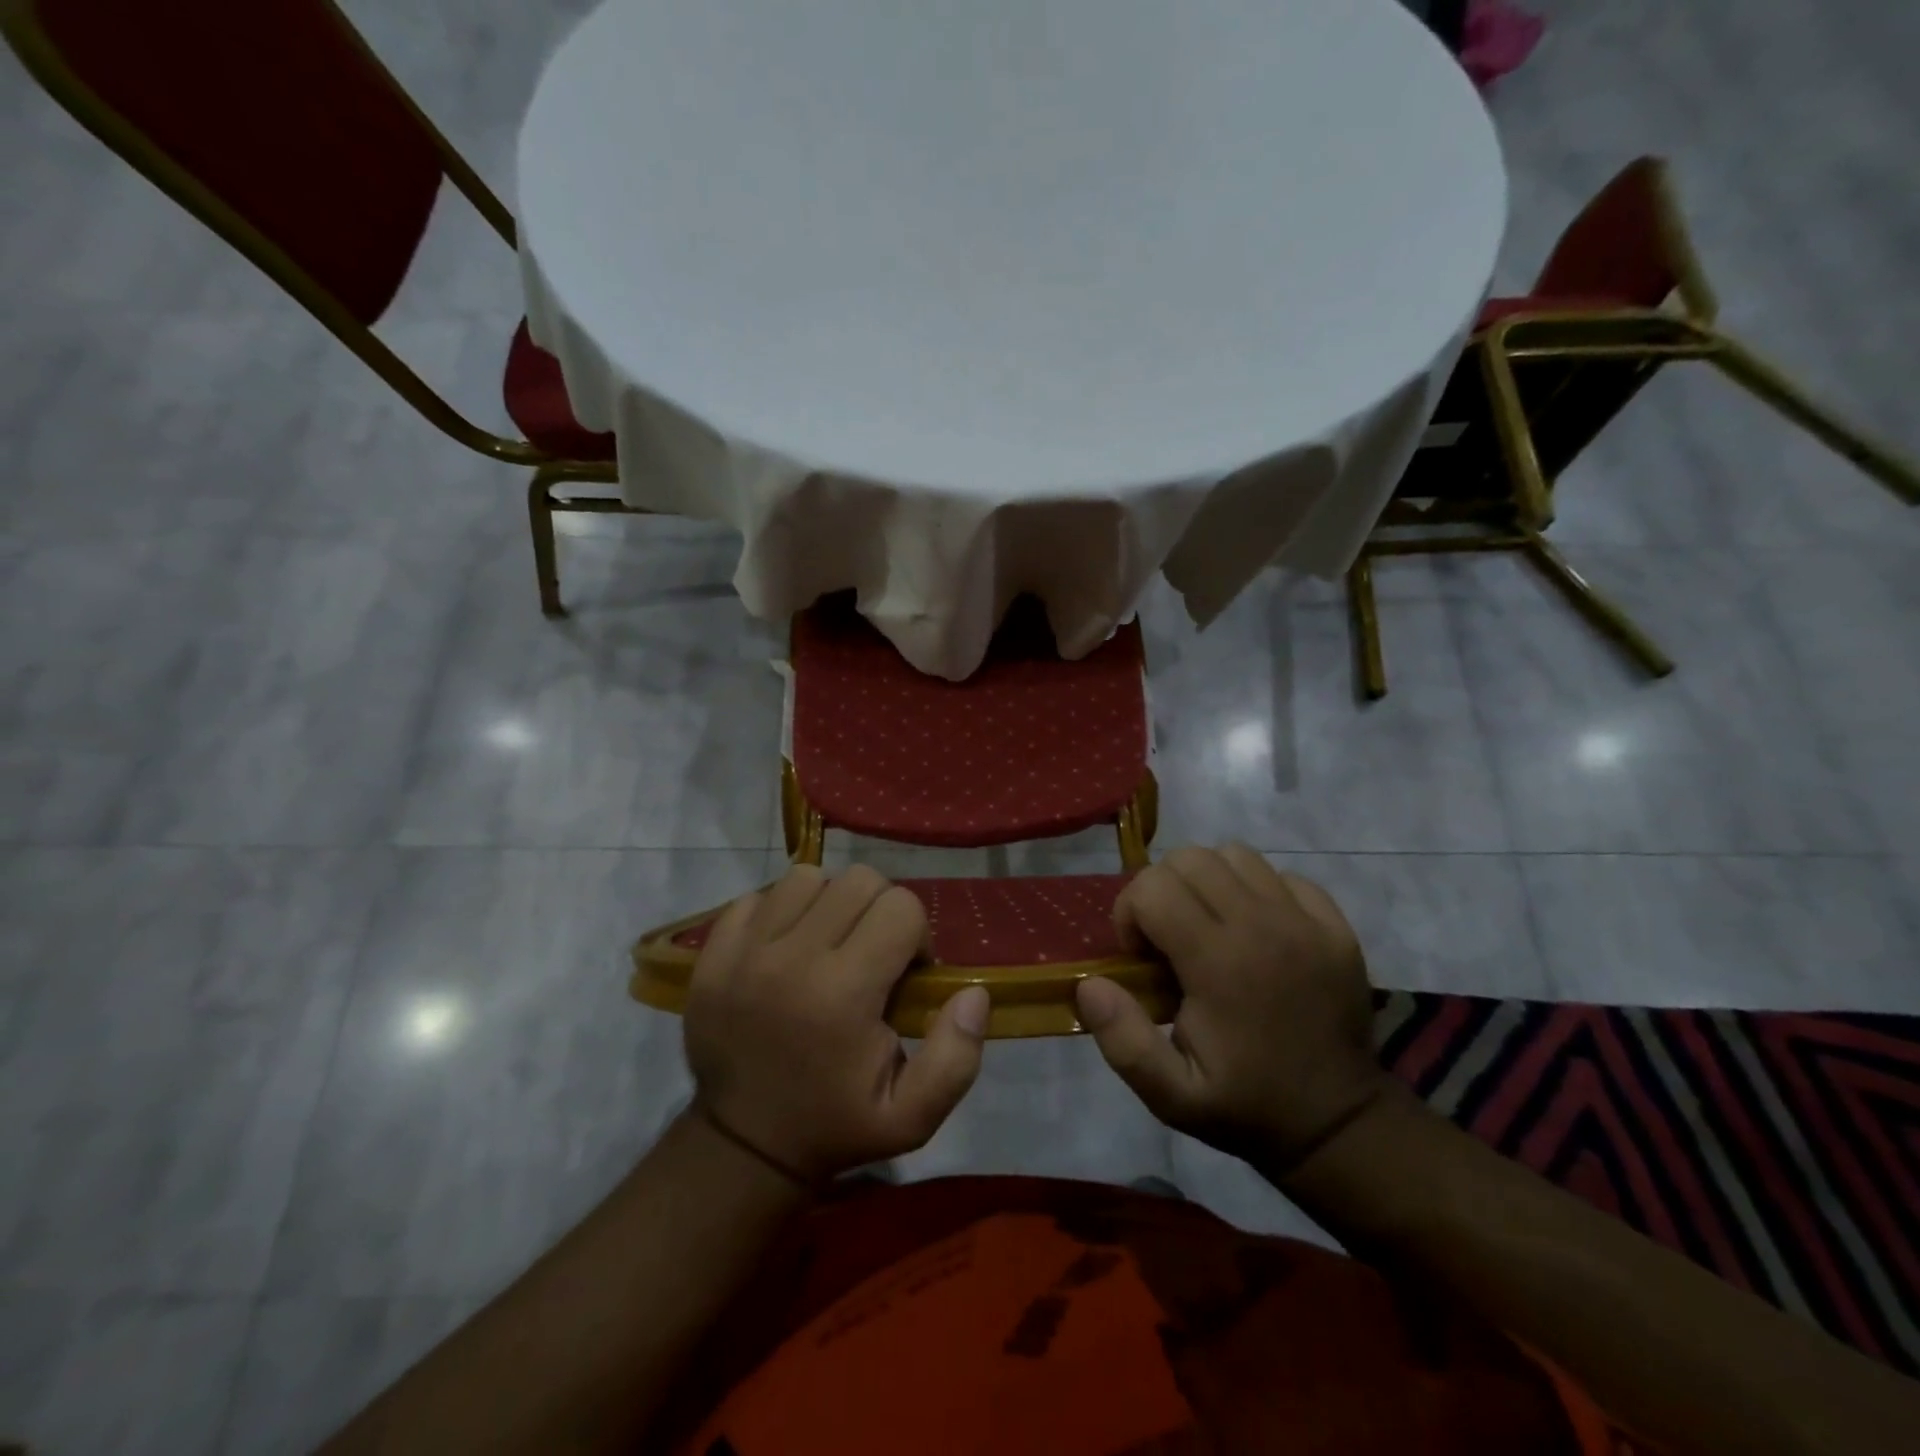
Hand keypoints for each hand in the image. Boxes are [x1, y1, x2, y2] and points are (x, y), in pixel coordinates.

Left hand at [683, 864, 990, 1182]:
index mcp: (844, 994)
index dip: (915, 935)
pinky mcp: (714, 952)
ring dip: (830, 903)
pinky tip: (786, 948)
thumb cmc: (835, 1125)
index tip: (904, 972)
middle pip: (859, 880)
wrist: (742, 1144)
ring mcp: (745, 951)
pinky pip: (758, 896)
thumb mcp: (911, 1117)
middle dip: (879, 910)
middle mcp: (792, 959)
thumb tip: (974, 993)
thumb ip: (955, 1058)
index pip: (901, 907)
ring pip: (808, 877)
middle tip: (871, 953)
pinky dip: (780, 911)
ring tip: (828, 944)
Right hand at [1074, 844, 1387, 1169]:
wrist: (1340, 1124)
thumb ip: (1123, 1041)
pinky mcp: (1335, 925)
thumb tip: (1089, 983)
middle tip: (1167, 938)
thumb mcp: (1171, 1096)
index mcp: (1219, 963)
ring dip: (1206, 881)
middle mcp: (1263, 926)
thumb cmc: (1247, 1107)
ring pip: (1234, 854)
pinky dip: (1257, 889)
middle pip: (1189, 859)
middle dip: (1161, 890)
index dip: (1130, 913)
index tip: (1140, 957)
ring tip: (1207, 925)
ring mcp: (1305, 921)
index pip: (1153, 888)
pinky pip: (1282, 874)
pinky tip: (1255, 930)